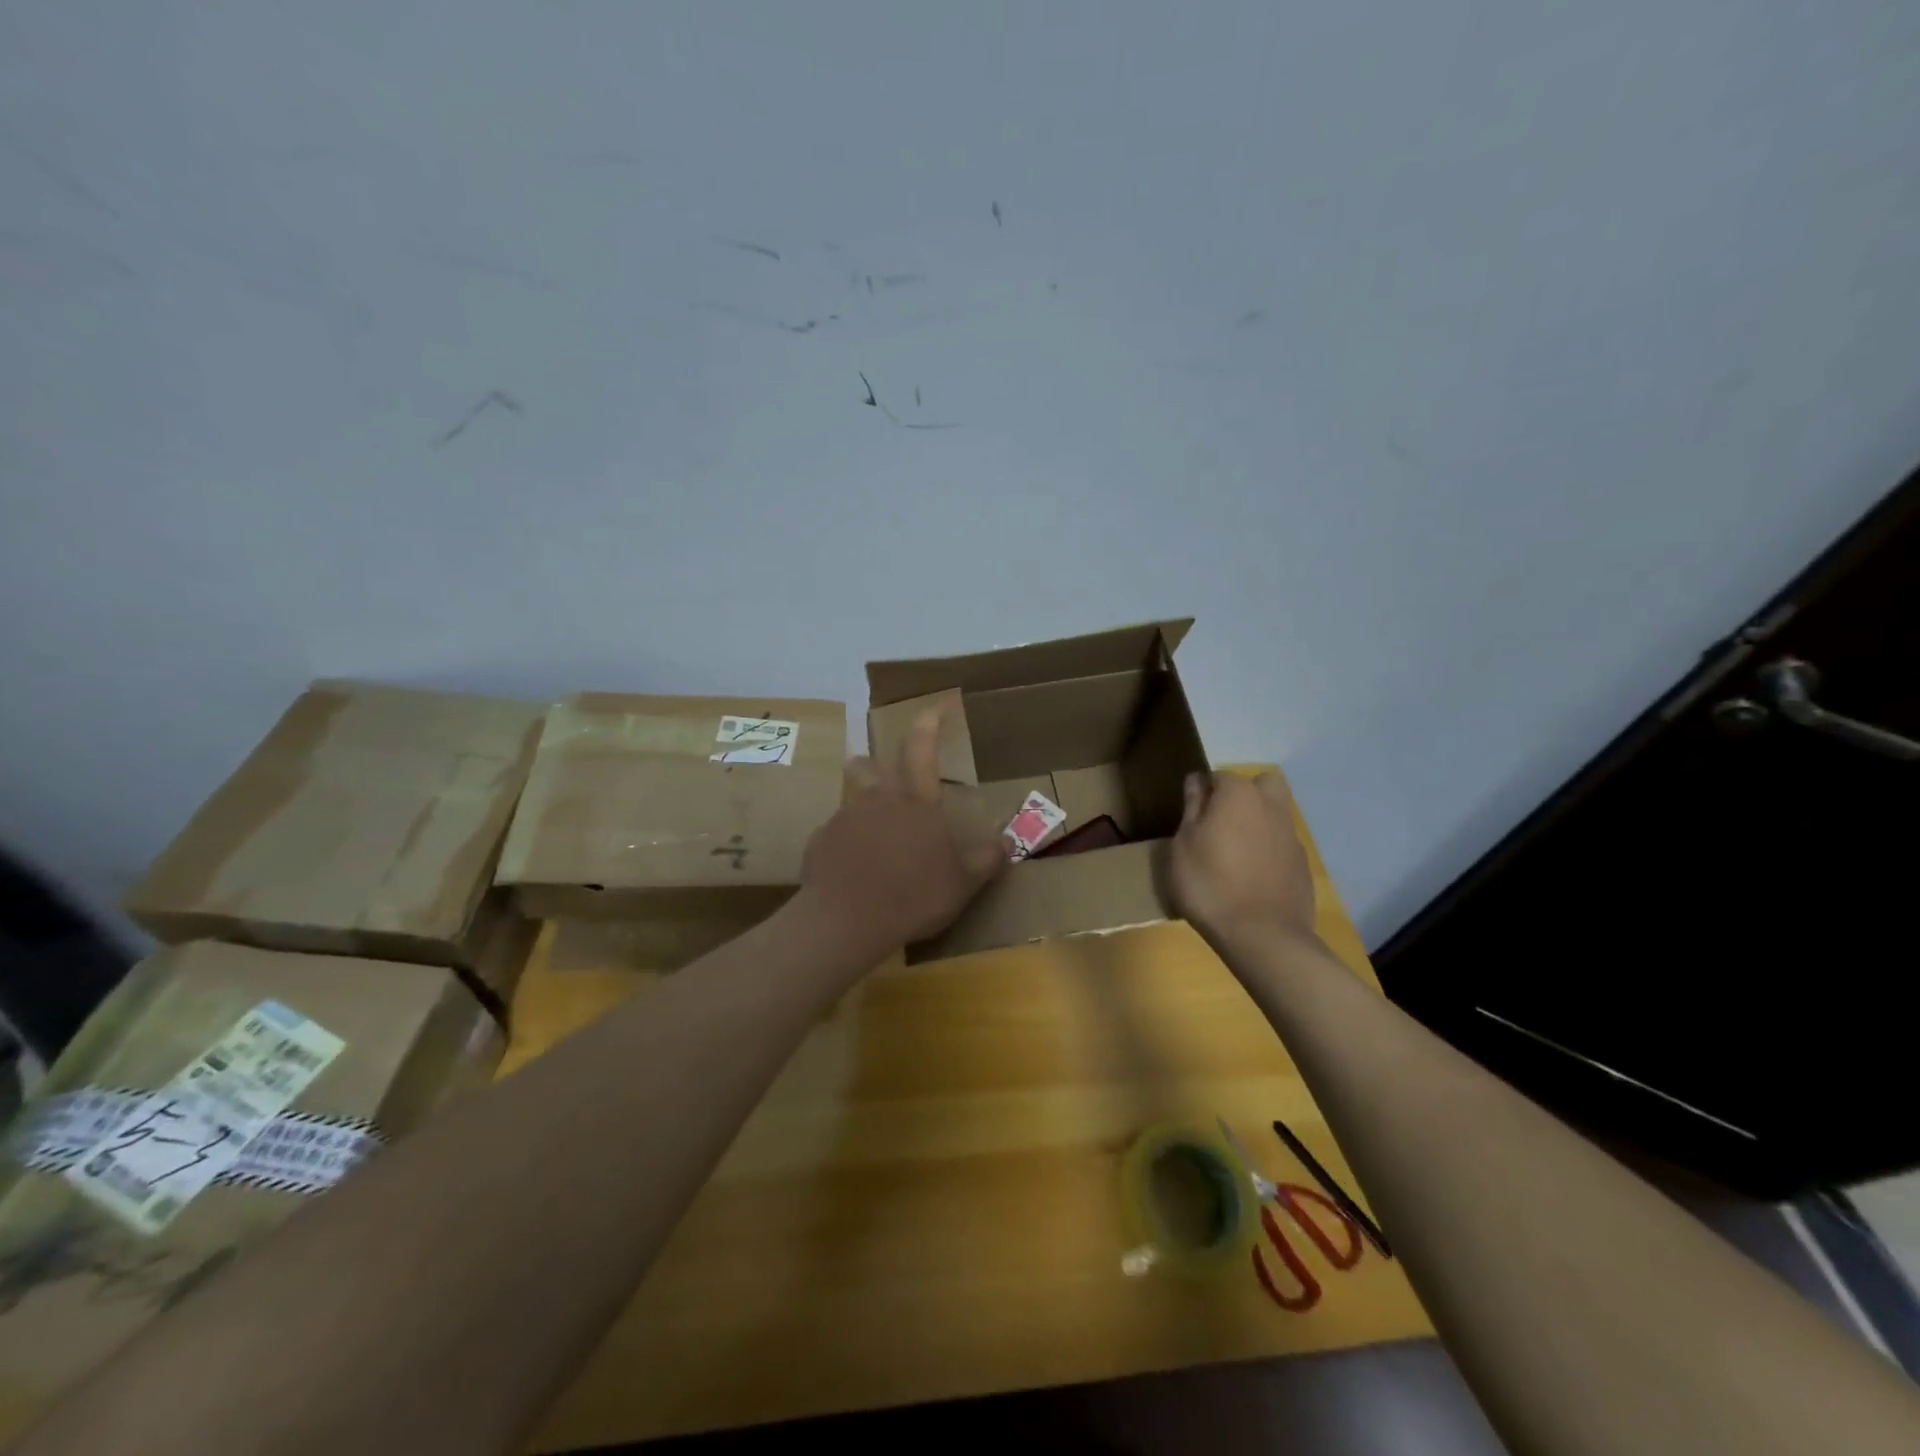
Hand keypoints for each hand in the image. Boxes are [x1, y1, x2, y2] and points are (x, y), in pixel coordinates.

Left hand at [800, 706, 1008, 955]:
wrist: (845, 921)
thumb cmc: (913, 897)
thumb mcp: (962, 885)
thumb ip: (986, 861)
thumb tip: (1009, 842)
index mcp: (917, 803)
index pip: (922, 748)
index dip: (929, 721)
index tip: (935, 705)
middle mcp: (878, 800)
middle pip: (872, 767)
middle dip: (875, 763)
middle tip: (876, 770)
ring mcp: (845, 819)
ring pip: (853, 802)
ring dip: (862, 811)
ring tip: (870, 838)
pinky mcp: (820, 841)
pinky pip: (835, 835)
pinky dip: (845, 845)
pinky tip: (850, 872)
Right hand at [1171, 771, 1318, 947]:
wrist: (1262, 936)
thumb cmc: (1209, 883)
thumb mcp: (1184, 845)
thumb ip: (1192, 807)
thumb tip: (1197, 780)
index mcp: (1239, 795)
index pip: (1219, 775)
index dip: (1203, 792)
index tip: (1190, 816)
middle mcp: (1272, 806)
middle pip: (1262, 783)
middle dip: (1244, 793)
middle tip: (1221, 821)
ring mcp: (1291, 836)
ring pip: (1275, 813)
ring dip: (1257, 822)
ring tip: (1234, 853)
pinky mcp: (1303, 865)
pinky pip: (1282, 844)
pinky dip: (1268, 850)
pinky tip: (1252, 877)